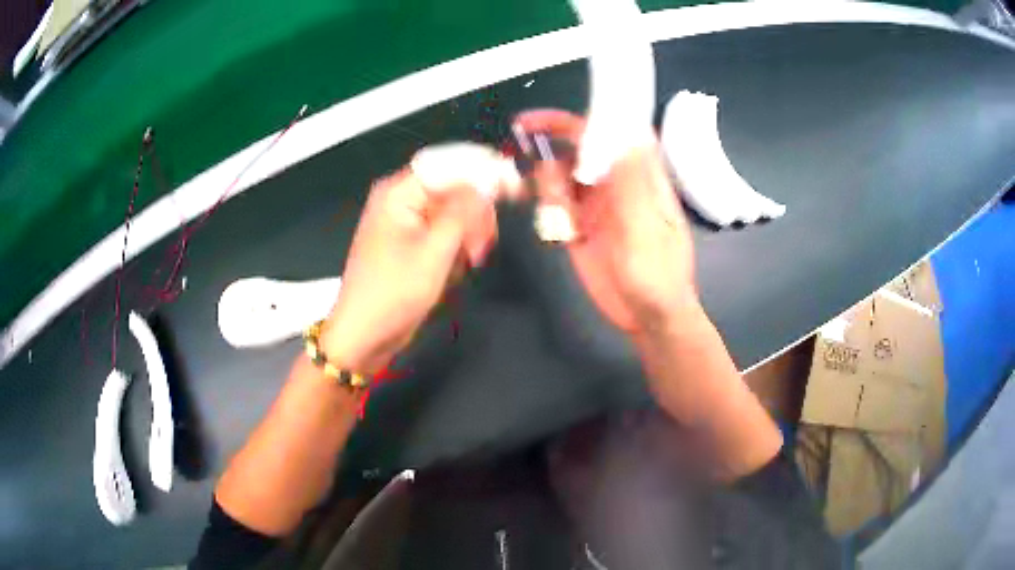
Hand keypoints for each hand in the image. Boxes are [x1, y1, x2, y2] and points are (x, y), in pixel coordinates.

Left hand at [320, 145, 514, 373]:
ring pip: (453, 213)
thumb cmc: (393, 294)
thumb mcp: (434, 251)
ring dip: (467, 235)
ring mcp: (405, 221)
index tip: (514, 187)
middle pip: (454, 188)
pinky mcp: (411, 242)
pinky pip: (444, 232)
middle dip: (474, 215)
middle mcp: (400, 199)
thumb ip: (463, 212)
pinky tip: (455, 268)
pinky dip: (456, 248)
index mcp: (398, 192)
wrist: (365, 336)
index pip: (450, 164)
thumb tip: (487, 183)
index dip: (484, 171)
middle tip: (481, 246)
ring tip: (469, 261)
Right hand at [514, 110, 697, 334]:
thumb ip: (632, 183)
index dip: (582, 117)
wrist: (648, 318)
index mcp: (638, 176)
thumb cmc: (658, 275)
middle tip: (523, 137)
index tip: (550, 115)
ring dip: (548, 183)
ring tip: (561, 215)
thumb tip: (625, 132)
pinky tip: (558, 228)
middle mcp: (614, 184)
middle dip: (551, 140)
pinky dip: (548, 208)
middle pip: (578, 148)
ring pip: (560, 175)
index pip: (611, 132)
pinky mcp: (578, 227)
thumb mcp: (646, 229)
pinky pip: (555, 205)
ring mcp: (595, 205)